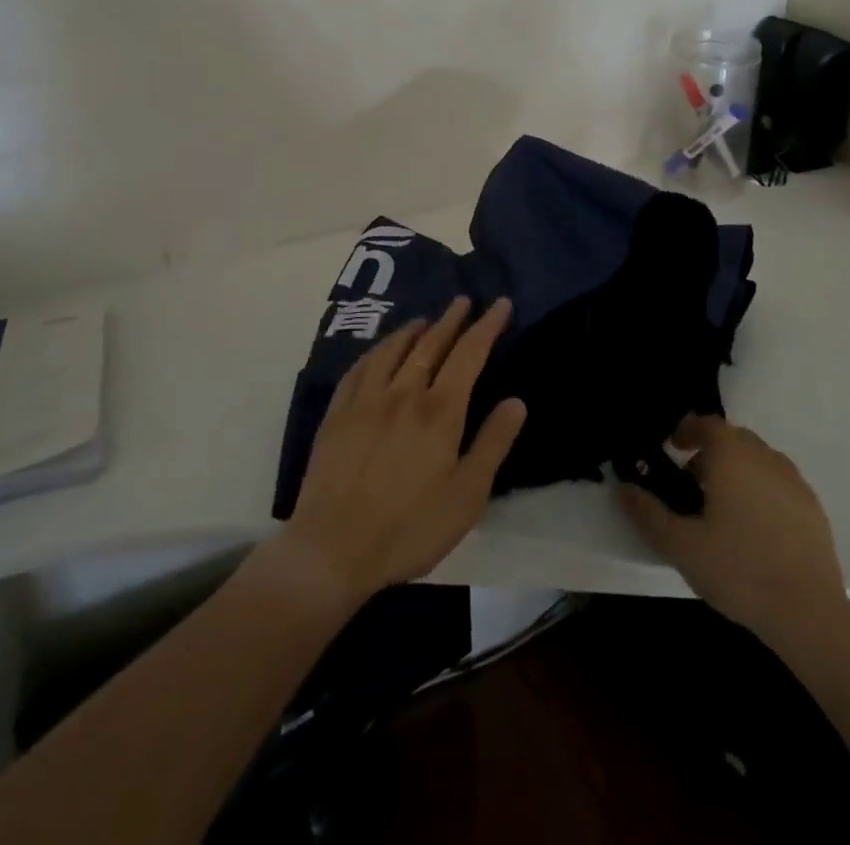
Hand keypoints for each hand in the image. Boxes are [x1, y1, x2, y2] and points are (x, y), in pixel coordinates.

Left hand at [272, 297, 526, 609]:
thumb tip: (516, 401)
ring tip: (425, 320)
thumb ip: (493, 443)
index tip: (500, 304)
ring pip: (393, 349)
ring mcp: (365, 400)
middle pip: (431, 343)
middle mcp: (403, 393)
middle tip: (463, 301)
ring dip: (413, 330)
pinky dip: (376, 351)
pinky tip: (379, 352)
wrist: (333, 549)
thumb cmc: (410, 528)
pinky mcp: (337, 414)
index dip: (487, 326)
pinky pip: (359, 368)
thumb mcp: (467, 495)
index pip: (469, 353)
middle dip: (452, 319)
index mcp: (440, 411)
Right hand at [619, 414, 849, 645]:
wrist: (809, 614)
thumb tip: (623, 490)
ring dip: (737, 470)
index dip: (686, 430)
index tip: (672, 447)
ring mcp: (794, 481)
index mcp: (732, 456)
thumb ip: (648, 513)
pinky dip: (761, 490)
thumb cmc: (739, 570)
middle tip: (692, 482)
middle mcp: (765, 457)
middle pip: (733, 439)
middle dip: (710, 452)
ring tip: (721, 507)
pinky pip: (779, 483)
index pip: (707, 424)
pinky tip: (754, 528)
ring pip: (758, 460)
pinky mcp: (813, 508)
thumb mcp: (682, 545)